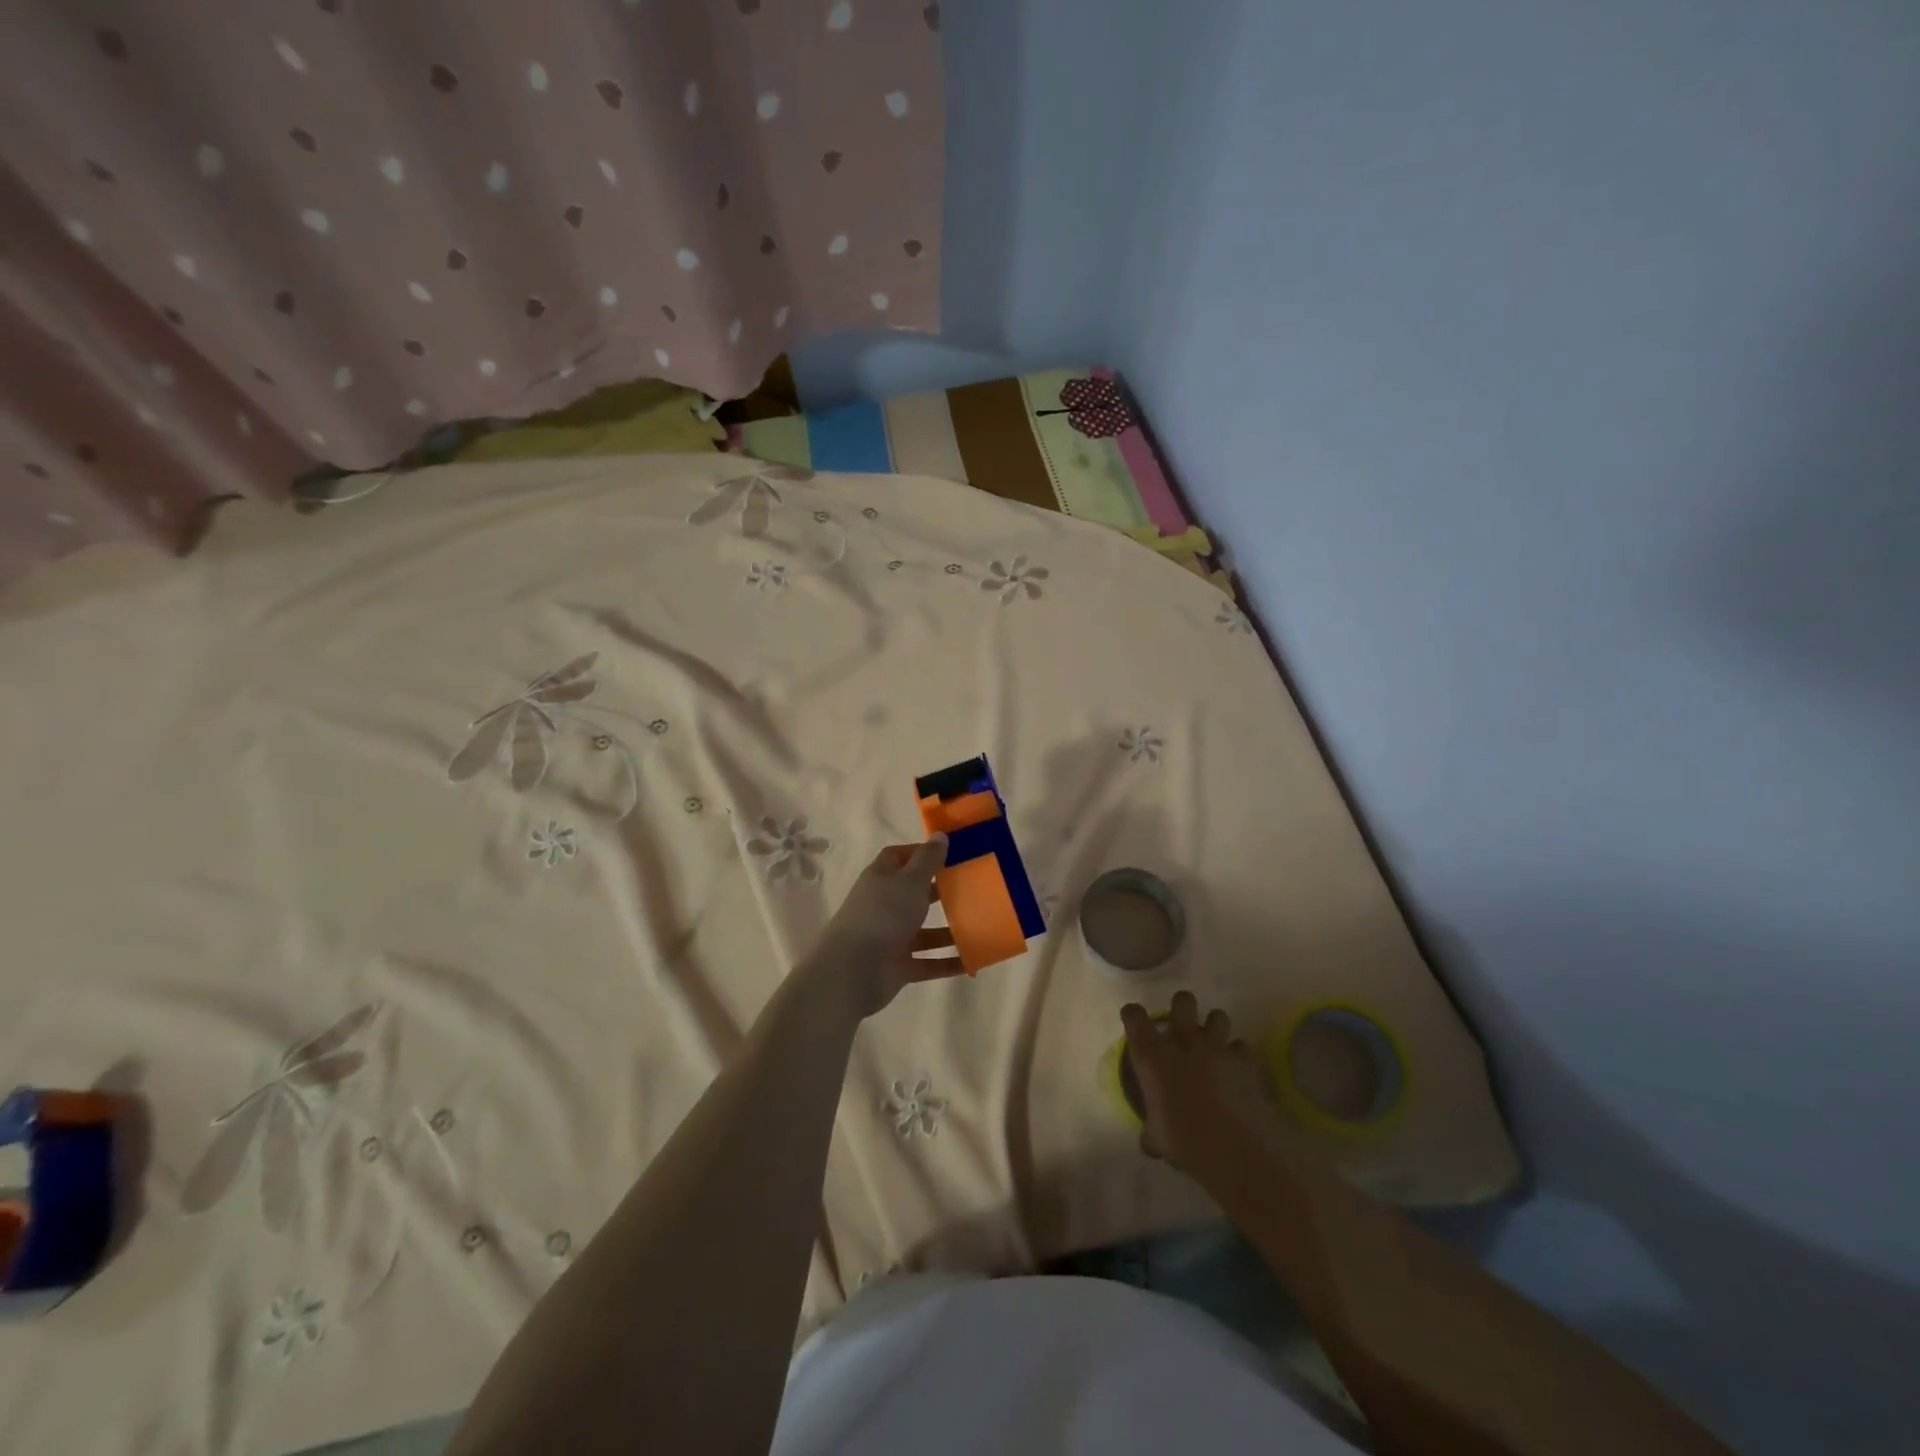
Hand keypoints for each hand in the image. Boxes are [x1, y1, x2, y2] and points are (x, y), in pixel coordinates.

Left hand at [803, 836, 962, 1019]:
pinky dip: (948, 962)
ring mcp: (890, 938)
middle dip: (940, 892)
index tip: (949, 853)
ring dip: (949, 931)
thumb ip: (928, 860)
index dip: (920, 853)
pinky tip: (973, 962)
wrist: (853, 971)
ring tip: (980, 926)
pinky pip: (928, 962)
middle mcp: (884, 906)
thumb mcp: (910, 881)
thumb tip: (939, 835)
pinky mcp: (898, 967)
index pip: (898, 857)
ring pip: (924, 931)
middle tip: (972, 888)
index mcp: (880, 879)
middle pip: (913, 894)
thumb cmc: (883, 915)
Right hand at [1121, 992, 1287, 1174]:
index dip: (1133, 1017)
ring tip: (1212, 1046)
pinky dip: (1238, 1056)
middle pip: (1182, 1001)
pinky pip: (1241, 1047)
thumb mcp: (1157, 1139)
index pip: (1134, 1015)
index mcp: (1152, 1055)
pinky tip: (1237, 1071)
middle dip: (1182, 1008)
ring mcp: (1217, 1047)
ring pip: (1218, 1015)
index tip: (1136, 1027)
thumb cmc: (1185, 1141)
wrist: (1235, 1149)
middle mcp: (1183, 1041)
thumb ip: (1151, 1129)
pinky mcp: (1245, 1061)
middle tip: (1181, 1029)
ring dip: (1214, 1028)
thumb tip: (1150, 1139)